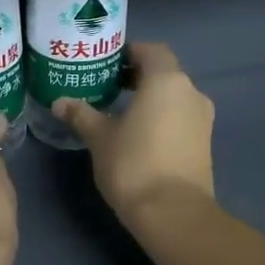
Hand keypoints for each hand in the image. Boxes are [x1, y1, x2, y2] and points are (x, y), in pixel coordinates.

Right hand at [54, 43, 214, 227]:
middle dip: (137, 76)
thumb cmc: (133, 164)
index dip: (128, 52)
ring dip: (150, 99)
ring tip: (120, 113)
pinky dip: (162, 118)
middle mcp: (191, 93)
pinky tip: (139, 136)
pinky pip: (180, 119)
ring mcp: (203, 119)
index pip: (151, 50)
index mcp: (167, 81)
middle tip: (107, 87)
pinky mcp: (204, 144)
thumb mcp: (99, 137)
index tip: (106, 64)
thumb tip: (60, 102)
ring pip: (173, 97)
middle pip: (164, 73)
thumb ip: (81, 115)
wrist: (174, 213)